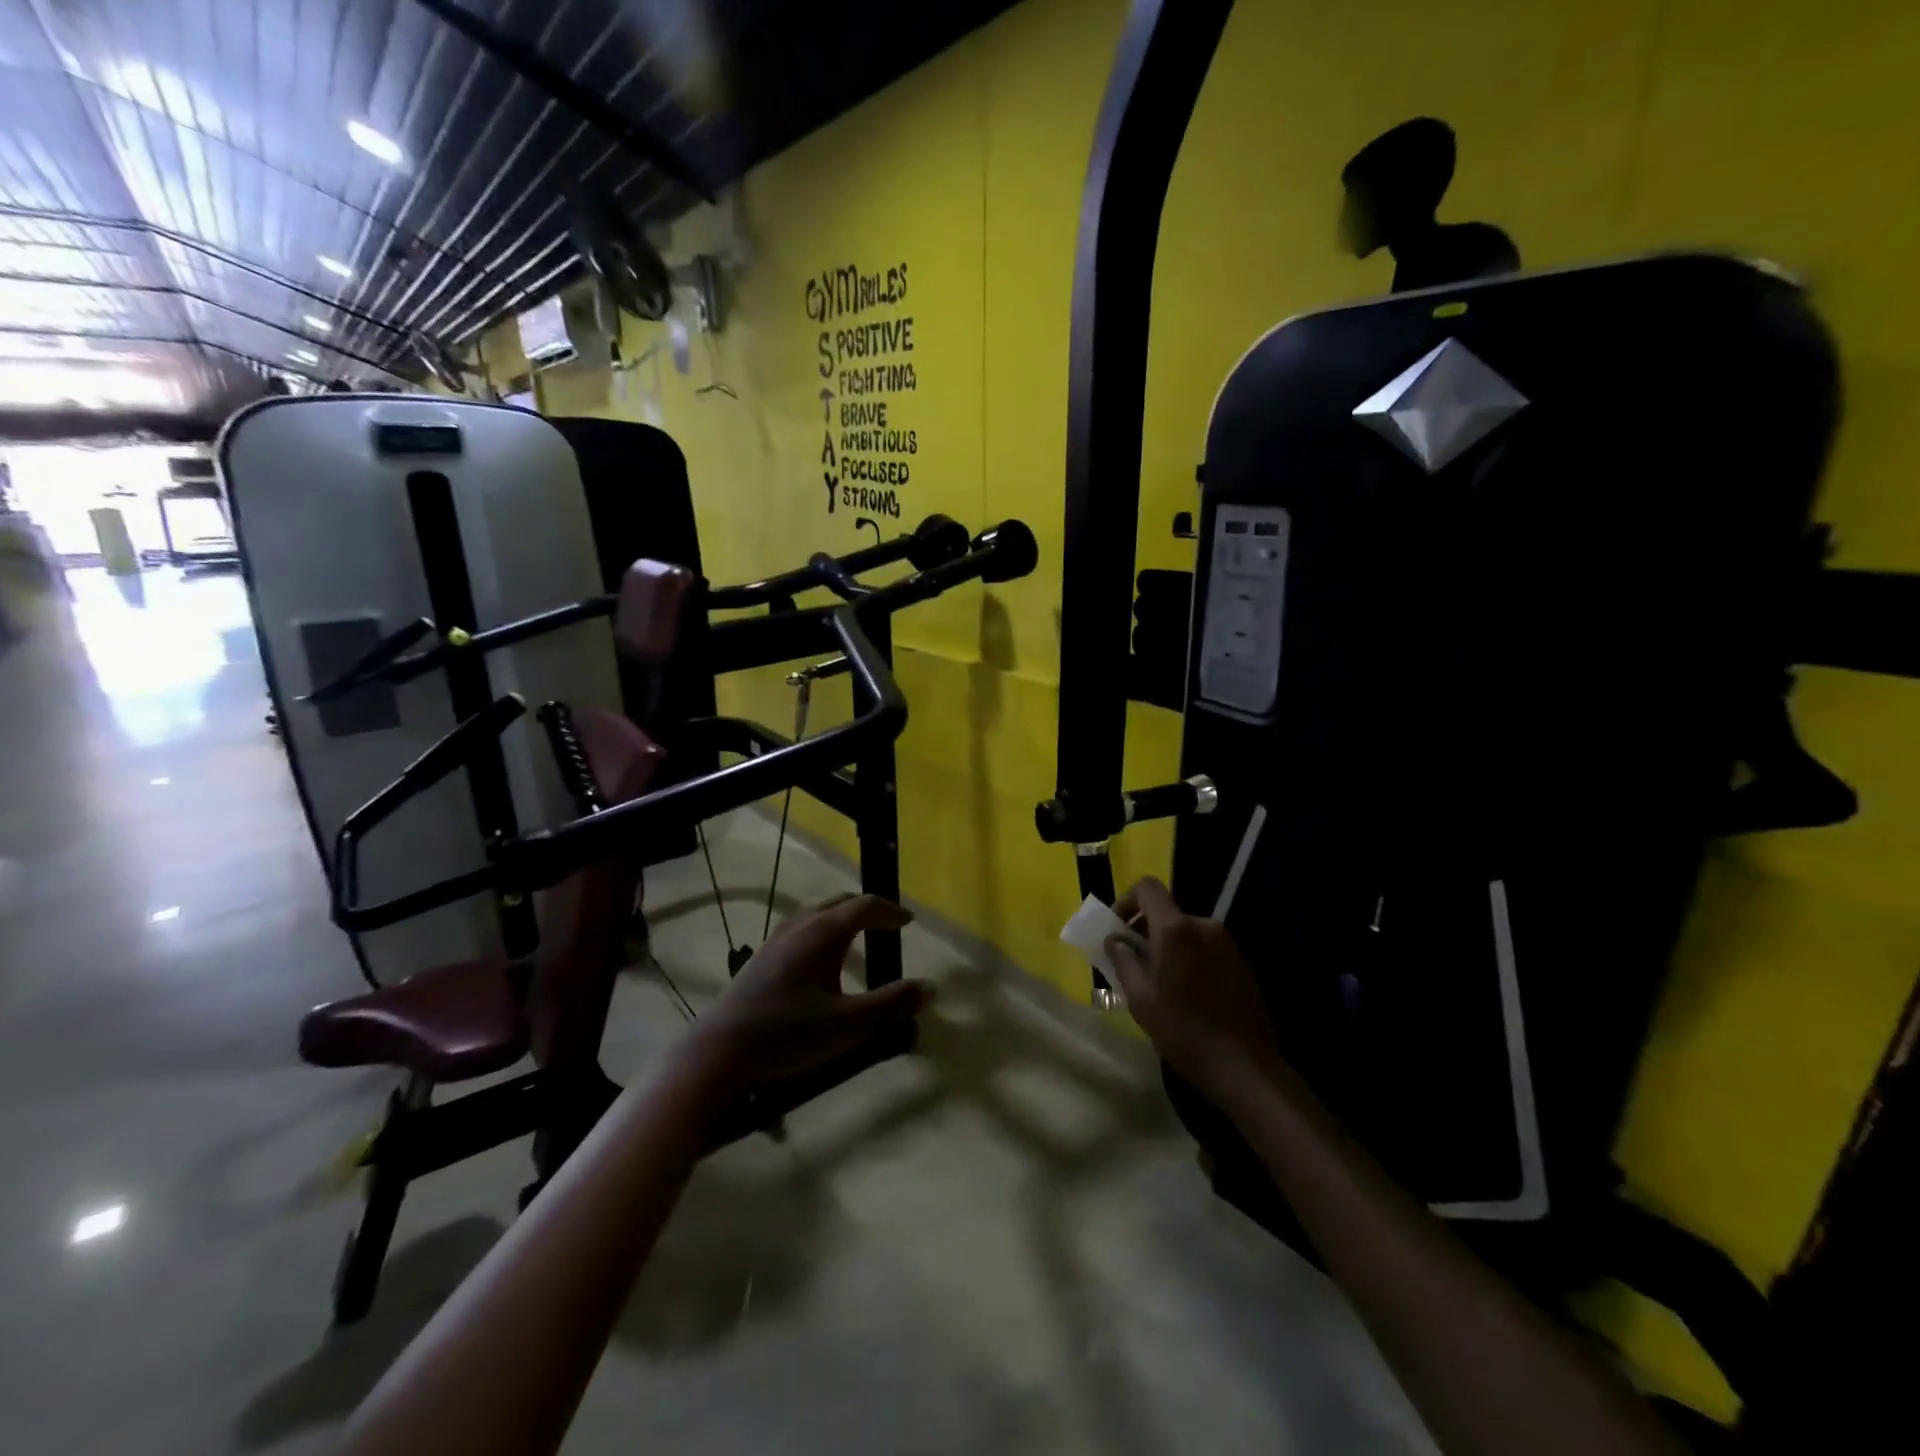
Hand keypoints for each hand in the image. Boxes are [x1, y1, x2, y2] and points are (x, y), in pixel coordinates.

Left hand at [689, 895, 931, 1090]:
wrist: (721, 1050)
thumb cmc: (789, 1033)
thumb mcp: (849, 1025)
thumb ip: (892, 1004)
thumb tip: (930, 987)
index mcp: (825, 931)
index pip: (865, 906)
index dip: (890, 911)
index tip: (909, 922)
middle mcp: (801, 924)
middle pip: (840, 902)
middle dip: (868, 909)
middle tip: (888, 923)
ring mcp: (778, 938)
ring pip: (818, 913)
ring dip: (843, 918)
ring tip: (859, 935)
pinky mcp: (763, 955)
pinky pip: (803, 927)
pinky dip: (823, 930)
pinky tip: (821, 959)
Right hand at [1106, 877, 1284, 1102]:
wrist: (1245, 1066)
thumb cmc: (1184, 1031)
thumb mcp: (1140, 999)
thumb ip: (1123, 961)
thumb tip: (1114, 939)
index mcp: (1176, 930)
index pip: (1147, 887)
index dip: (1126, 900)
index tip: (1116, 929)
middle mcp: (1204, 925)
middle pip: (1166, 912)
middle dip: (1144, 931)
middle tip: (1131, 963)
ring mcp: (1227, 943)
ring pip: (1185, 932)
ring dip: (1167, 947)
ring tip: (1158, 983)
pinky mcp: (1241, 962)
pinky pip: (1205, 947)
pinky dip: (1188, 958)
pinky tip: (1186, 993)